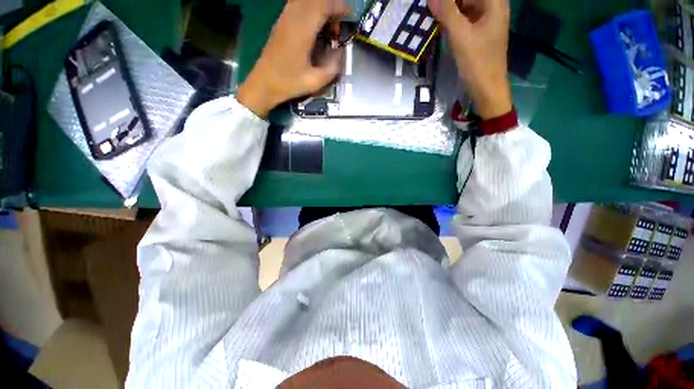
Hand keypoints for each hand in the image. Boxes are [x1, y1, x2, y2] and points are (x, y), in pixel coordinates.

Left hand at [237, 0, 345, 117]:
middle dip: (331, 7)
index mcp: (301, 32)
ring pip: (305, 0)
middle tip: (337, 26)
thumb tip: (341, 55)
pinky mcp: (280, 23)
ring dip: (320, 8)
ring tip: (327, 26)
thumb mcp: (314, 82)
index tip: (349, 16)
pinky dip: (310, 10)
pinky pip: (297, 6)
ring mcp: (284, 19)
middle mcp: (292, 19)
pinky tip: (314, 27)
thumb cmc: (288, 84)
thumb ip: (332, 68)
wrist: (263, 84)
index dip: (338, 7)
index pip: (322, 5)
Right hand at [429, 0, 511, 118]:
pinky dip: (451, 21)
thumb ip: (447, 12)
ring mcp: (485, 21)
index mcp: (494, 2)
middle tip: (430, 7)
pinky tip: (439, 25)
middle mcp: (492, 7)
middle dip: (448, 3)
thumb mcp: (460, 35)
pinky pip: (463, 20)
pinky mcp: (478, 33)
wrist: (486, 88)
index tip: (434, 3)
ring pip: (464, 7)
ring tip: (431, 15)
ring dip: (448, 11)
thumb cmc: (477, 62)